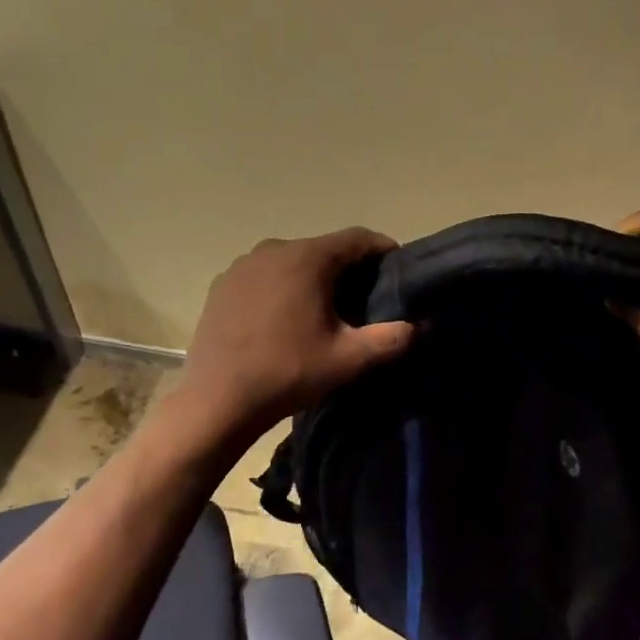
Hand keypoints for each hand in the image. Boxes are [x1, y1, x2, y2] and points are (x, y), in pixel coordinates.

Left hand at [178, 228, 414, 437]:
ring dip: (314, 279)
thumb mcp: (349, 360)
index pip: (359, 238)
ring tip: (325, 313)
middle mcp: (273, 248)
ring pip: (293, 262)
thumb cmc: (288, 374)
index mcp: (307, 258)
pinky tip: (284, 321)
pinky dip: (283, 288)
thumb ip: (393, 338)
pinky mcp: (222, 284)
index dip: (384, 251)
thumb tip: (423, 325)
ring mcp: (242, 265)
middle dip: (350, 270)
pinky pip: (265, 276)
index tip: (398, 274)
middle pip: (325, 249)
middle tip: (366, 302)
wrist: (217, 401)